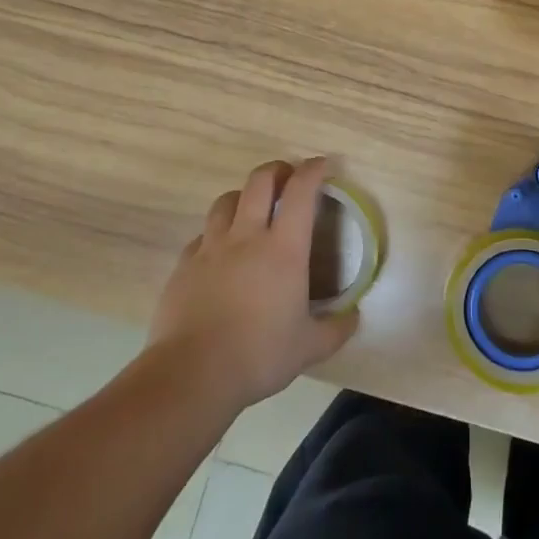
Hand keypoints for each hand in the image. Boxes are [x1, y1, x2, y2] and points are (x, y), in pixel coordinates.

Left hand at [148, 158, 357, 414]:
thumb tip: (354, 317)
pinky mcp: (184, 265)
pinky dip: (216, 233)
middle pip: (259, 181)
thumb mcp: (309, 348)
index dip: (313, 171)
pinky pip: (202, 236)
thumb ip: (336, 329)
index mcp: (283, 249)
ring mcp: (211, 248)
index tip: (322, 165)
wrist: (192, 374)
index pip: (301, 192)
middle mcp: (246, 237)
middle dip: (277, 170)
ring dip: (243, 196)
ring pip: (226, 201)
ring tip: (251, 208)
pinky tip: (220, 252)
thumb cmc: (259, 355)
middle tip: (288, 176)